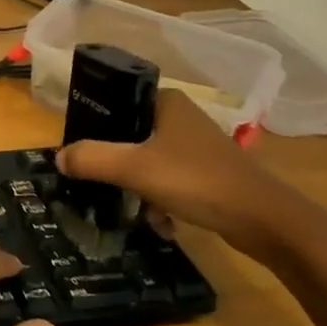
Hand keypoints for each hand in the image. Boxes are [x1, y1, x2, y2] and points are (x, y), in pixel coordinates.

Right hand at [55, 90, 326, 263]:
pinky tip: (162, 223)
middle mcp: (181, 117)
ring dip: (138, 187)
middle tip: (102, 184)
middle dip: (115, 165)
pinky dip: (161, 199)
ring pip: (148, 161)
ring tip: (136, 210)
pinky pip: (170, 180)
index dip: (94, 126)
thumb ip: (91, 159)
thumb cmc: (197, 181)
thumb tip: (58, 157)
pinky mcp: (210, 173)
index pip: (115, 103)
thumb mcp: (134, 169)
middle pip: (129, 136)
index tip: (81, 153)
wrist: (268, 222)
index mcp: (165, 102)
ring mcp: (198, 146)